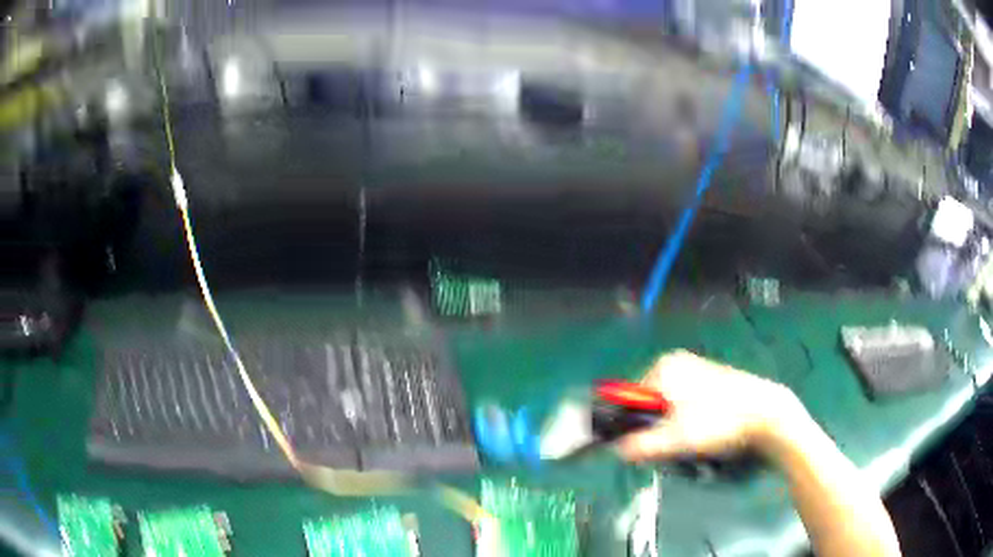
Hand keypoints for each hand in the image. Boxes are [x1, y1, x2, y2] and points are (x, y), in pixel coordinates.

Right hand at [618, 350, 805, 461]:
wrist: (764, 413)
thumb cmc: (716, 422)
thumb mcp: (674, 439)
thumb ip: (640, 446)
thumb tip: (617, 450)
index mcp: (662, 368)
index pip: (630, 402)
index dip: (636, 427)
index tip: (653, 445)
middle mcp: (675, 362)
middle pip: (650, 404)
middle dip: (657, 429)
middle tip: (675, 446)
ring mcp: (695, 368)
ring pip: (668, 407)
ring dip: (673, 427)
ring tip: (693, 440)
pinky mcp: (711, 378)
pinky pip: (685, 403)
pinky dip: (689, 419)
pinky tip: (706, 430)